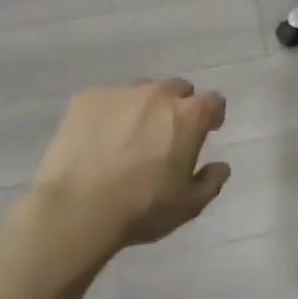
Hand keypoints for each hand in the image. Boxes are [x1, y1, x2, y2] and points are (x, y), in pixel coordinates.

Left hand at [26, 79, 230, 265]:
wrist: (76, 209)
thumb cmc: (141, 209)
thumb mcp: (188, 205)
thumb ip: (211, 182)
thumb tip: (221, 166)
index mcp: (189, 116)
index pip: (213, 101)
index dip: (212, 115)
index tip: (207, 130)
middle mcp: (158, 94)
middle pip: (178, 88)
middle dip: (178, 106)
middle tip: (167, 134)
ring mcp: (120, 93)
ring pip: (141, 91)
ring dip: (143, 107)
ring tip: (128, 136)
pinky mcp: (86, 98)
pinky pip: (106, 99)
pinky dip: (109, 113)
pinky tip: (98, 139)